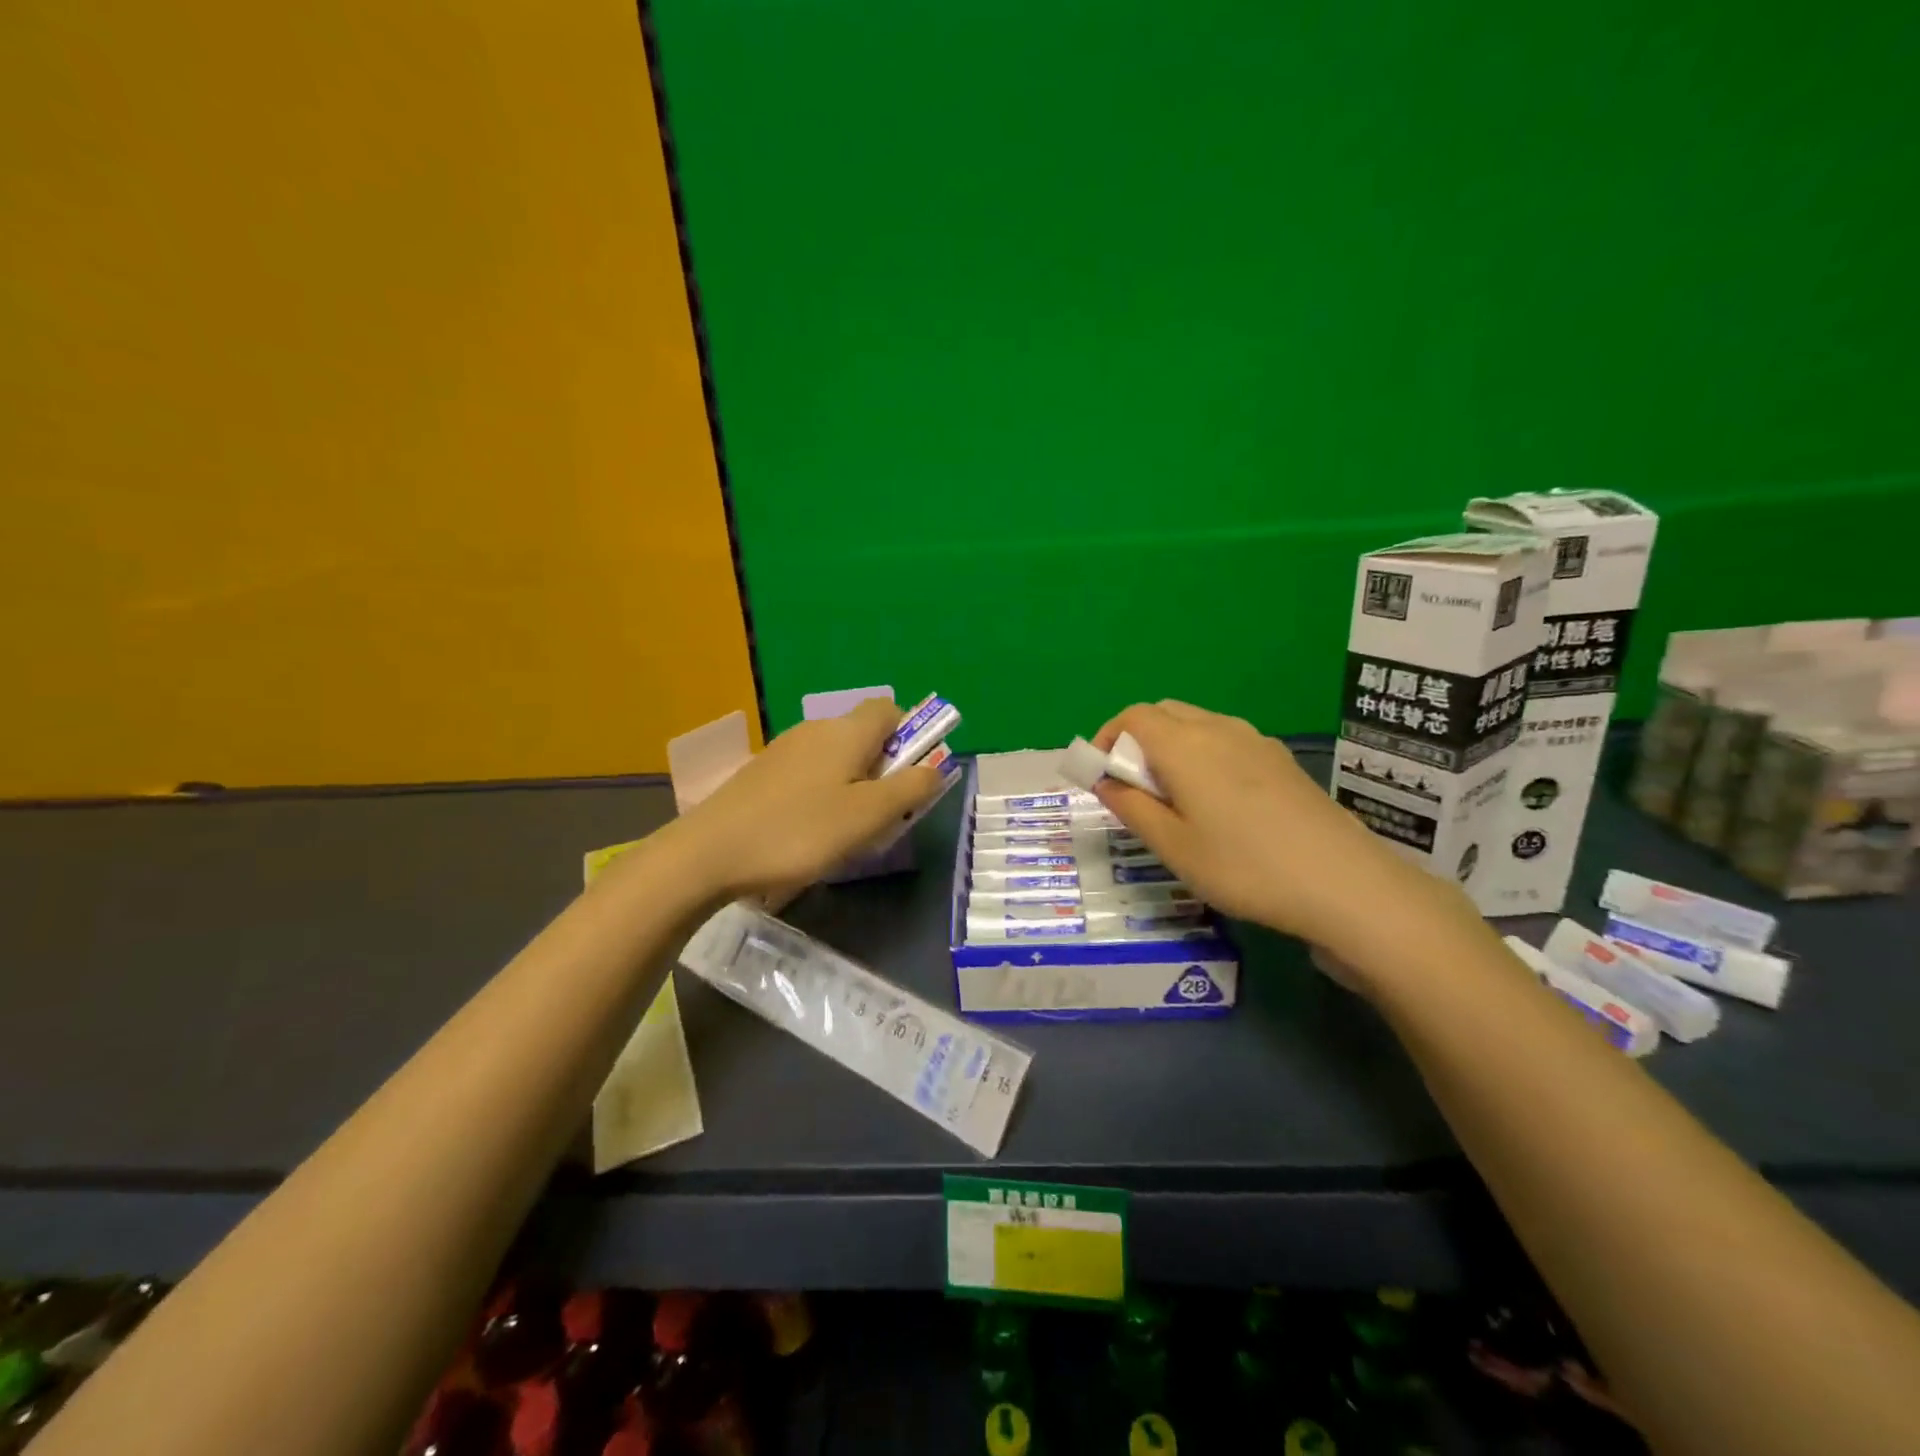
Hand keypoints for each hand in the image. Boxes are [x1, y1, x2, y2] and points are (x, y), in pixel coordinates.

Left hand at [669, 698, 944, 901]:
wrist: (709, 853)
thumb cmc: (799, 832)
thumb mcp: (867, 816)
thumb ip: (910, 789)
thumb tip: (937, 766)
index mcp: (846, 732)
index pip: (889, 710)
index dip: (910, 736)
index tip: (910, 776)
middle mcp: (815, 730)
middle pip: (864, 735)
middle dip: (884, 768)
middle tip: (884, 814)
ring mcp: (784, 750)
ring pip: (836, 757)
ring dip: (854, 784)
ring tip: (847, 830)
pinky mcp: (762, 773)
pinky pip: (809, 773)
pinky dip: (822, 793)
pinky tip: (809, 831)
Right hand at [1090, 701, 1477, 970]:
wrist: (1343, 883)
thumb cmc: (1243, 867)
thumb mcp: (1173, 846)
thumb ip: (1131, 807)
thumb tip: (1105, 781)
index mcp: (1185, 745)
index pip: (1133, 717)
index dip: (1107, 738)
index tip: (1100, 775)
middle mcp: (1219, 729)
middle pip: (1165, 714)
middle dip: (1137, 741)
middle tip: (1134, 789)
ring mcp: (1256, 741)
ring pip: (1198, 725)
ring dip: (1171, 747)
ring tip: (1173, 798)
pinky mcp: (1281, 761)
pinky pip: (1227, 741)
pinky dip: (1204, 755)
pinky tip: (1218, 803)